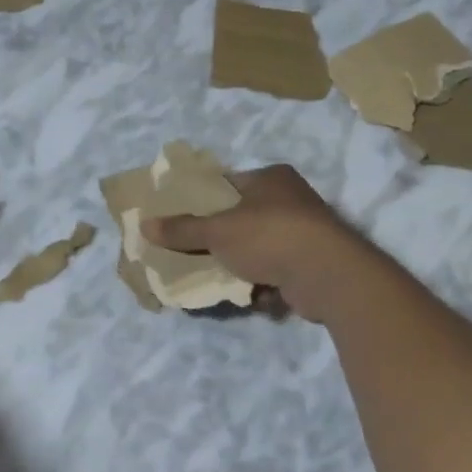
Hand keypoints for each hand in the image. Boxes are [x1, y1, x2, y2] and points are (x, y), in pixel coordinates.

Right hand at [141, 165, 374, 321]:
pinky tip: (247, 294)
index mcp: (270, 178)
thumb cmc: (269, 236)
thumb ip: (181, 229)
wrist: (327, 275)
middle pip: (242, 218)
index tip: (179, 218)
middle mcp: (291, 199)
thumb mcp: (217, 230)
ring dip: (239, 264)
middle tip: (192, 251)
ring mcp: (305, 232)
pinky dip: (261, 283)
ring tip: (215, 277)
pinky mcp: (312, 263)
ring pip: (257, 247)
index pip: (228, 183)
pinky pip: (275, 271)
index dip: (202, 200)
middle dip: (219, 238)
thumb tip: (144, 225)